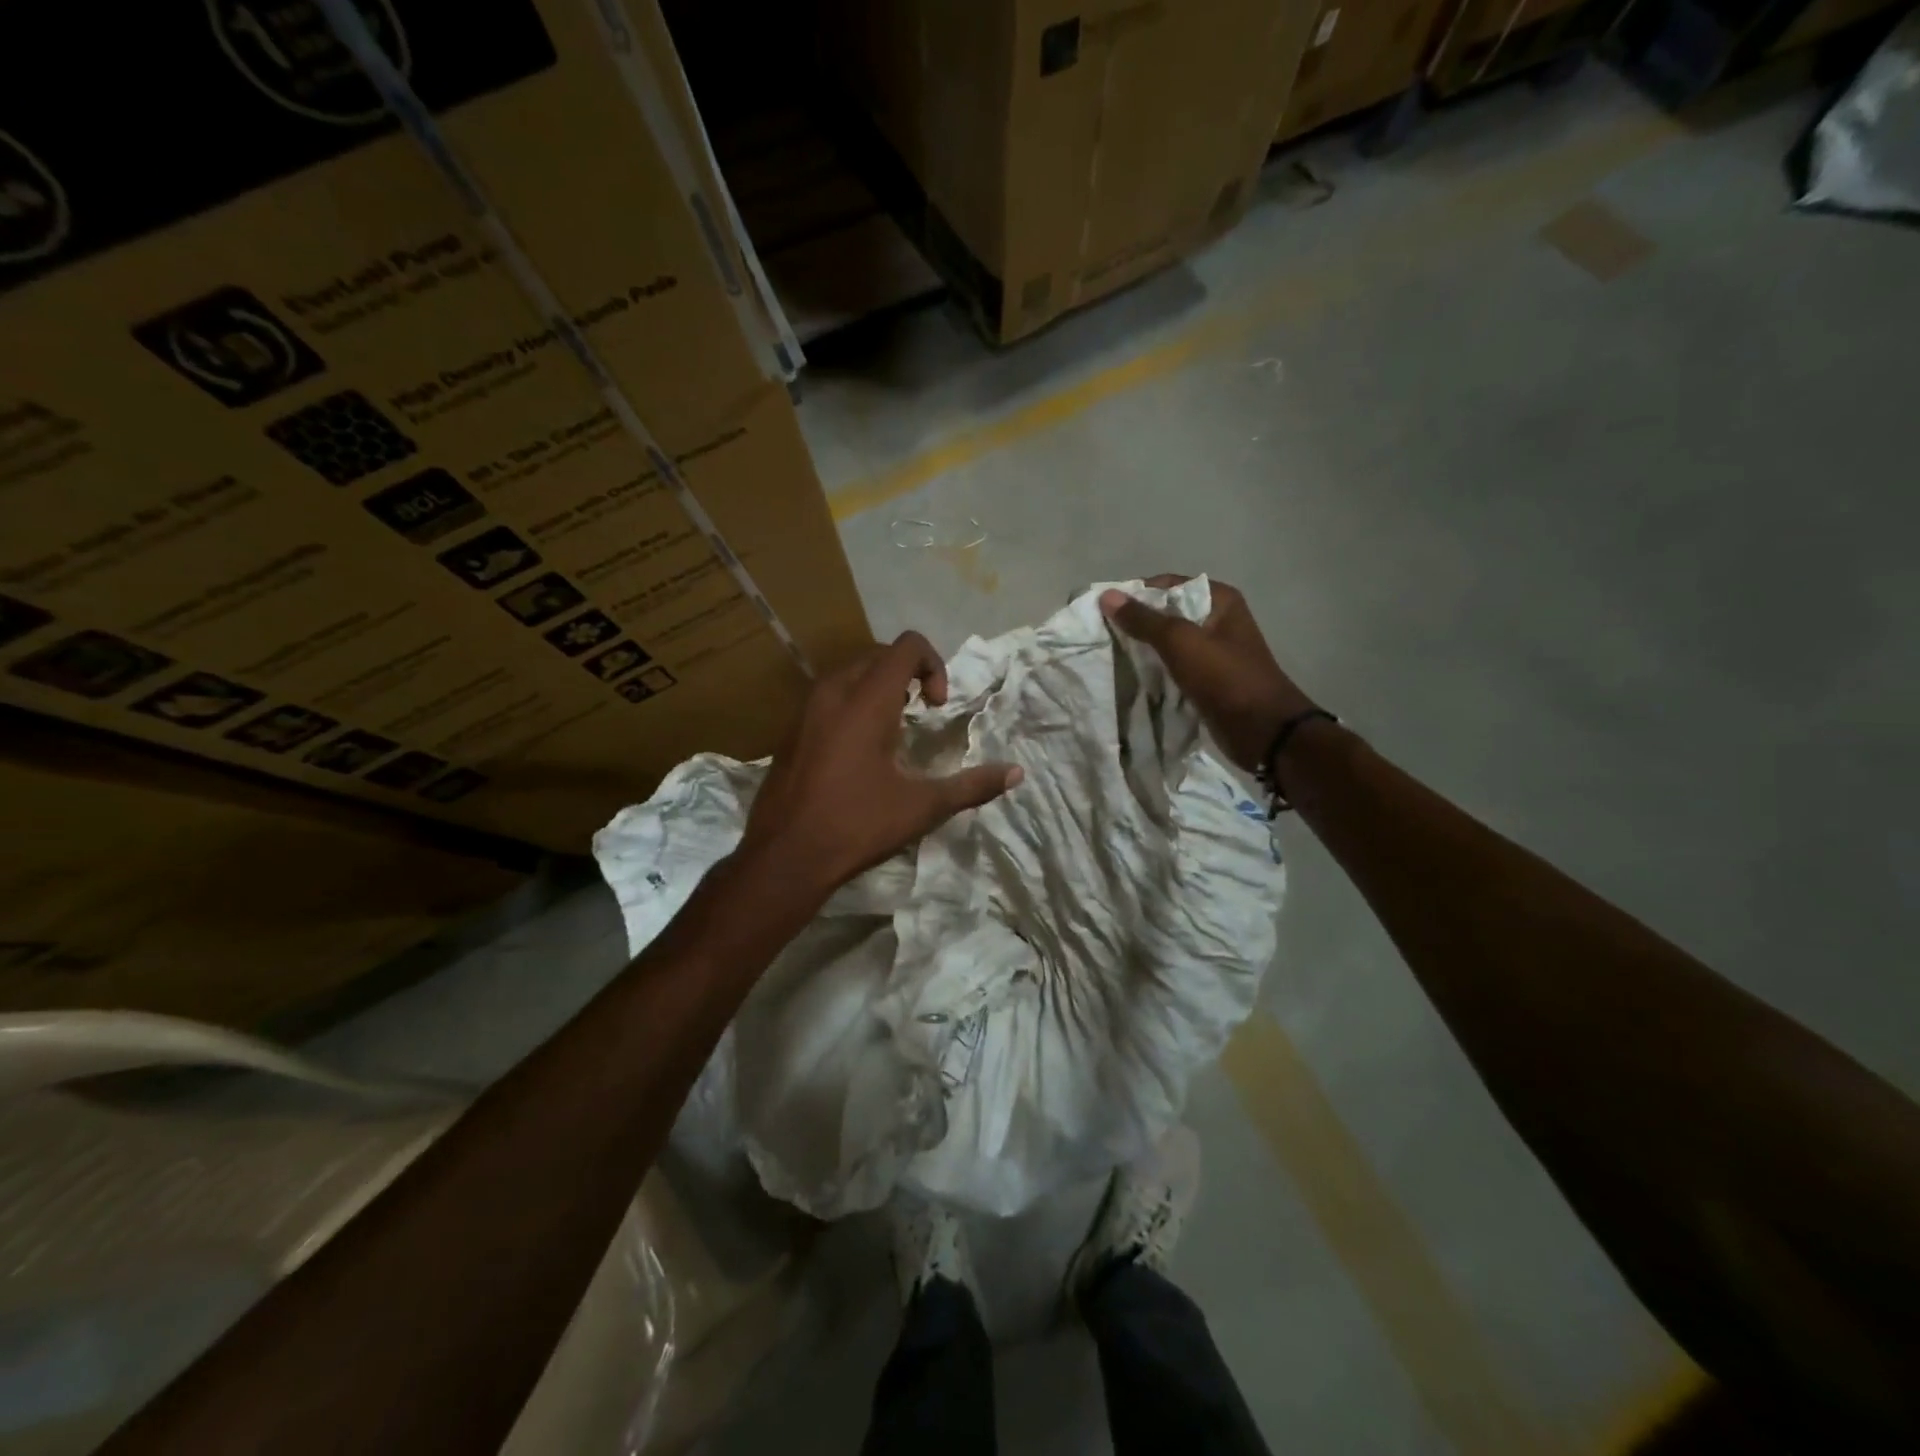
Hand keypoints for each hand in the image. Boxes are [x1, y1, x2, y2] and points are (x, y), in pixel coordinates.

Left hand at [739, 632, 1022, 897]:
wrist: (784, 856)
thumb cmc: (857, 825)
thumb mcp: (922, 807)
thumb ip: (972, 785)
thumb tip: (1017, 773)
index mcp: (867, 700)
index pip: (906, 646)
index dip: (933, 665)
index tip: (936, 707)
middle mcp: (834, 692)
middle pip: (878, 654)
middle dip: (908, 673)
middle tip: (921, 714)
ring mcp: (806, 709)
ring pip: (850, 672)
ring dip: (879, 687)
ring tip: (893, 730)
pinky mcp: (791, 730)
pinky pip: (828, 696)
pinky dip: (852, 704)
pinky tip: (859, 751)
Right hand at [1100, 575, 1316, 772]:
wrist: (1262, 731)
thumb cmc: (1225, 678)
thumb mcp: (1180, 642)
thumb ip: (1143, 619)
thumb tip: (1107, 596)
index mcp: (1219, 600)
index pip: (1167, 585)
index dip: (1135, 595)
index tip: (1103, 611)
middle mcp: (1217, 620)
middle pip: (1166, 614)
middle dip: (1136, 624)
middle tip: (1102, 635)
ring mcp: (1213, 652)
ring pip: (1168, 643)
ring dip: (1142, 649)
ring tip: (1110, 656)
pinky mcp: (1206, 679)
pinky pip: (1173, 667)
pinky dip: (1154, 671)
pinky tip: (1130, 677)